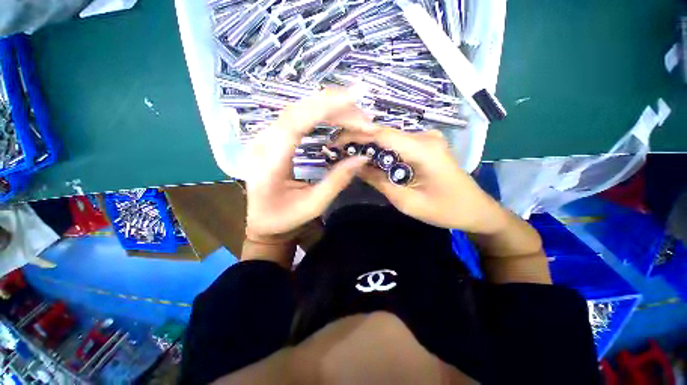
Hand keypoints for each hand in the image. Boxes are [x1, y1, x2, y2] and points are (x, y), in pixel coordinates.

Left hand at [244, 89, 372, 242]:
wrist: (262, 221)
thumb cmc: (285, 217)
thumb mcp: (314, 205)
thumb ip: (337, 181)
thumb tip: (363, 157)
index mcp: (269, 162)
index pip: (296, 123)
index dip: (325, 107)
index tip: (355, 98)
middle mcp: (263, 143)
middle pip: (299, 111)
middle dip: (335, 108)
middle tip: (364, 118)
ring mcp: (266, 138)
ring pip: (299, 110)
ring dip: (329, 109)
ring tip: (356, 118)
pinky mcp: (273, 138)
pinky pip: (298, 117)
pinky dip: (320, 114)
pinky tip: (336, 117)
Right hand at [337, 127, 506, 233]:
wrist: (476, 209)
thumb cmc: (444, 210)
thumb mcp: (406, 201)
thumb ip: (379, 181)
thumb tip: (354, 166)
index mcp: (423, 149)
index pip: (382, 134)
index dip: (356, 135)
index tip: (335, 142)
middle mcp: (425, 136)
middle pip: (385, 133)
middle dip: (360, 140)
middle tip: (338, 149)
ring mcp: (427, 138)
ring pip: (390, 138)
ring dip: (369, 145)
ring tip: (348, 154)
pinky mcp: (426, 144)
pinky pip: (398, 144)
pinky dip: (382, 150)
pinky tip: (370, 158)